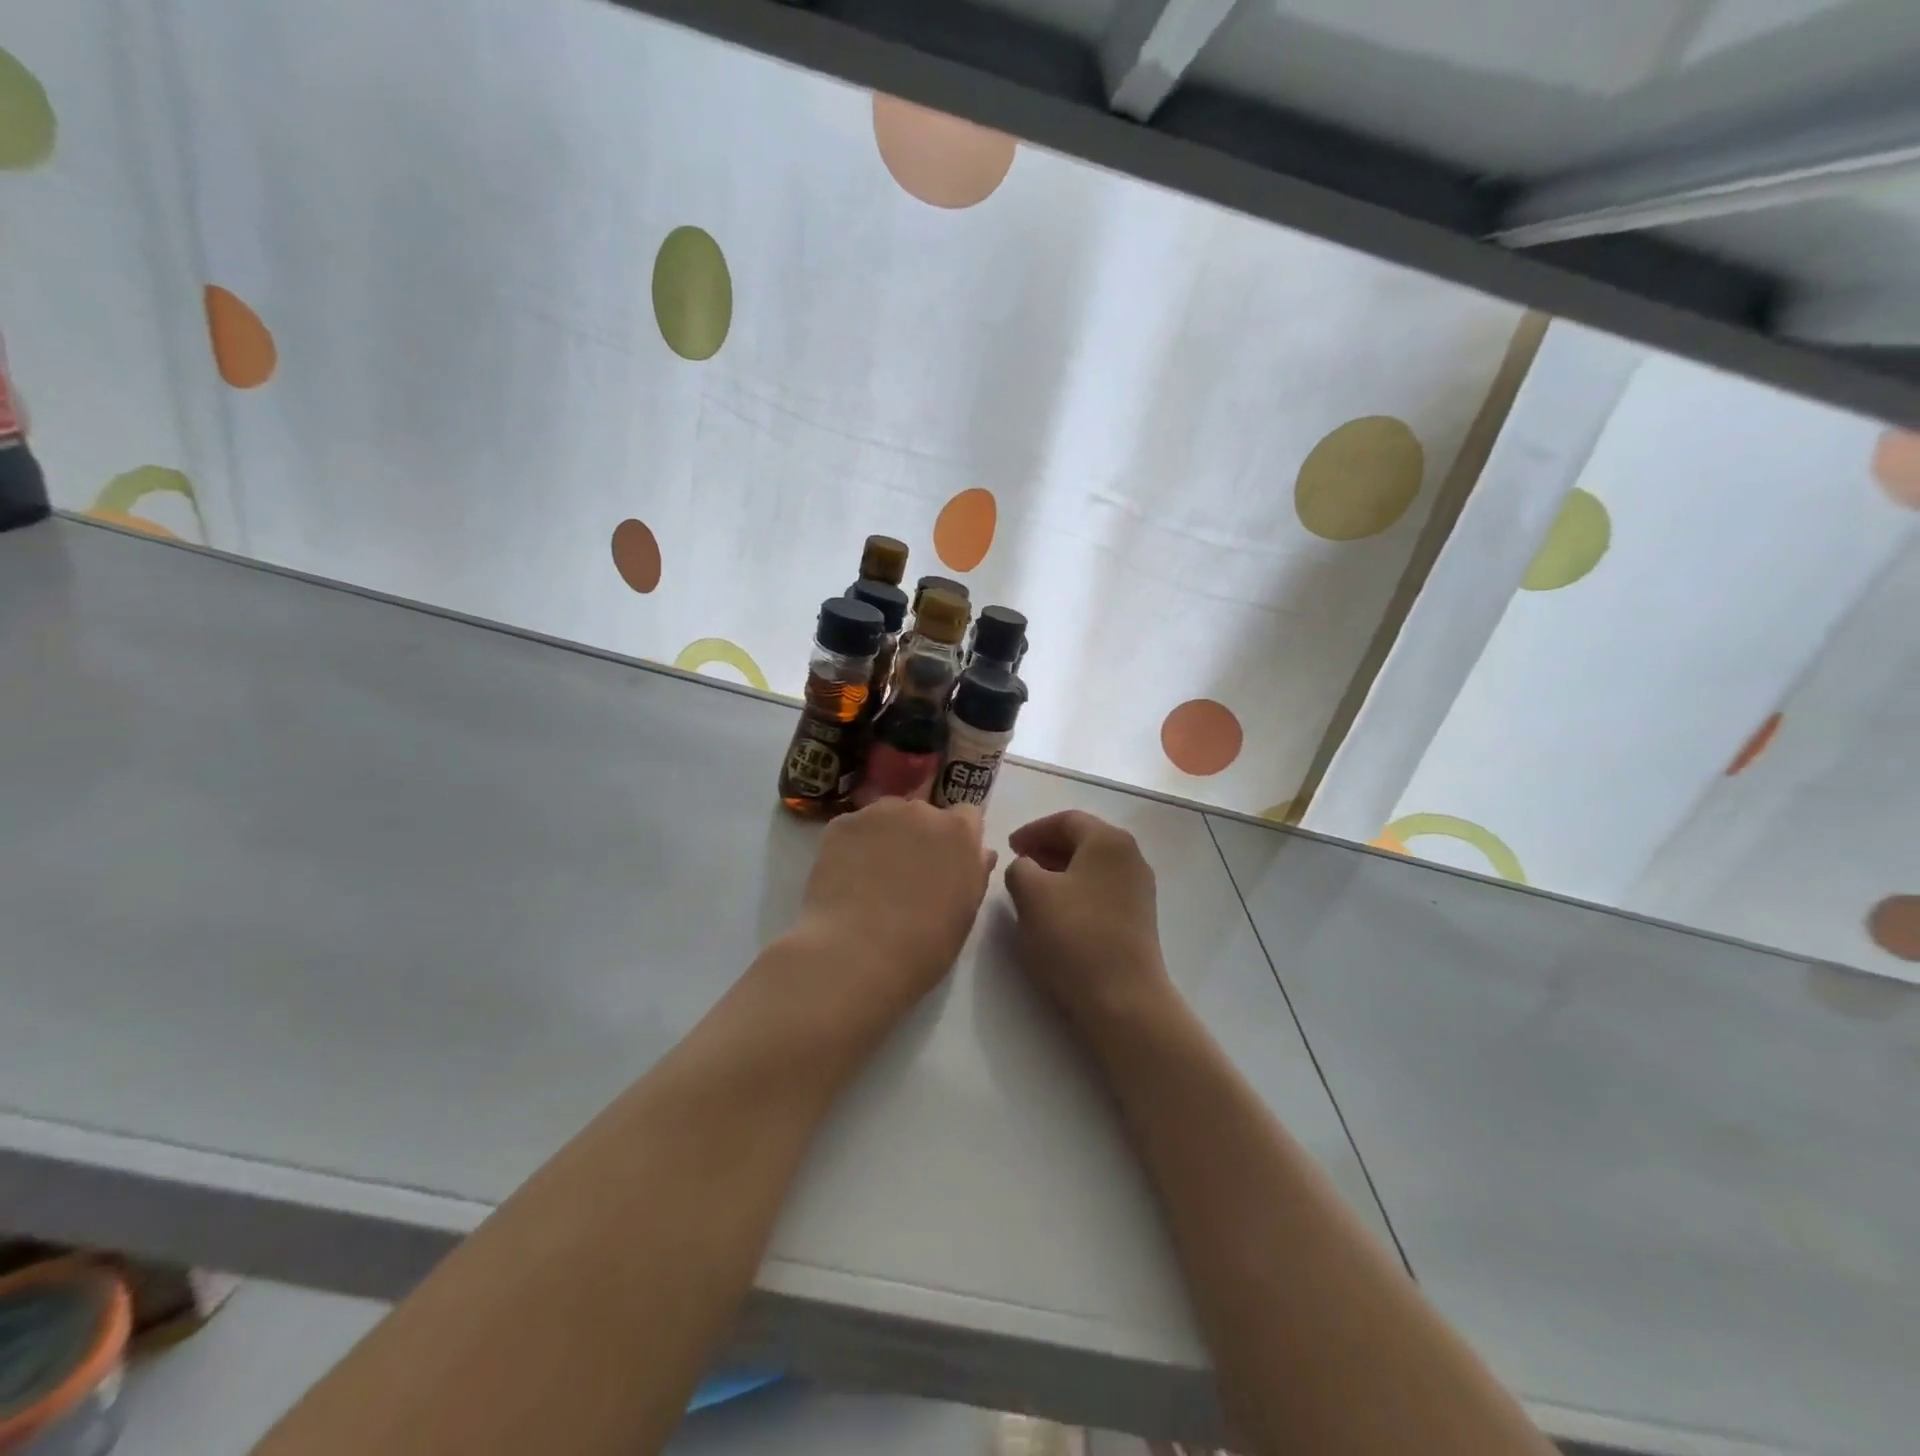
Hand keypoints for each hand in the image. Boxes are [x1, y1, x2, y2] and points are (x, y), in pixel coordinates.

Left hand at [790, 798, 996, 1028]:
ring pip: (886, 818)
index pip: (966, 816)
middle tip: (906, 874)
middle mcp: (921, 811)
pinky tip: (845, 878)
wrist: (857, 954)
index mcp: (959, 832)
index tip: (945, 863)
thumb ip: (975, 872)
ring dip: (885, 837)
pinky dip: (852, 846)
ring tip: (870, 877)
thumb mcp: (965, 913)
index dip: (956, 838)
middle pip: (923, 813)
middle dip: (918, 835)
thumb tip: (980, 852)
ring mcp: (878, 813)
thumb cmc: (924, 944)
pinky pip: (853, 829)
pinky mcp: (841, 824)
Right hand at [1004, 810, 1171, 1037]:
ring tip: (1032, 889)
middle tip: (1019, 864)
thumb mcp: (1030, 894)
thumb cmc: (1073, 936)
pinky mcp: (1139, 916)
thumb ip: (1019, 868)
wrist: (1123, 998)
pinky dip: (1076, 889)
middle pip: (1083, 839)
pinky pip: (1101, 888)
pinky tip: (1057, 912)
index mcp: (1108, 840)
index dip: (1033, 830)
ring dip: (1060, 870)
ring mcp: (1139, 887)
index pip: (1066, 820)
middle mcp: (1130, 855)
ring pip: (1092, 865)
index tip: (1009, 847)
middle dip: (1047, 848)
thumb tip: (1027, 867)